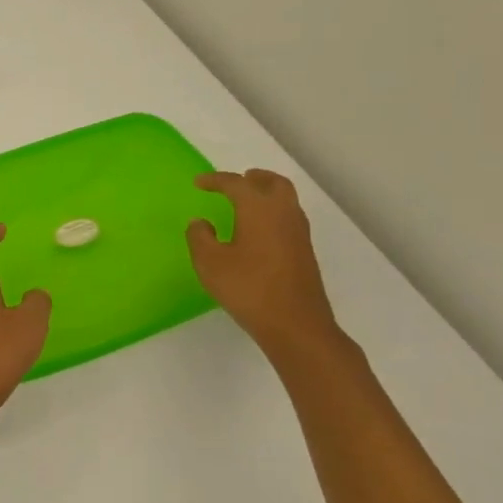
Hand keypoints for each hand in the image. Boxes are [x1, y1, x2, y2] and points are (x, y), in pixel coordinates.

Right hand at [186, 169, 341, 357]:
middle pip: (274, 183)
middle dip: (254, 178)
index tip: (198, 182)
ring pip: (286, 200)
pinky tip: (257, 231)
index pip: (236, 183)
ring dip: (266, 194)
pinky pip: (288, 219)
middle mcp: (283, 214)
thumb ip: (200, 237)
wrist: (295, 324)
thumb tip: (201, 222)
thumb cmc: (248, 288)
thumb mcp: (210, 262)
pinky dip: (272, 213)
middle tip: (236, 181)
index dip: (215, 180)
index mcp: (259, 209)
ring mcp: (298, 234)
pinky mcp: (304, 252)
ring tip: (246, 203)